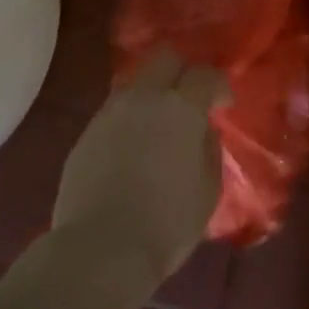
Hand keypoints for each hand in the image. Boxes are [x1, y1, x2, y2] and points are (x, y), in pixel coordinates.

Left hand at [52, 49, 226, 280]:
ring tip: (159, 125)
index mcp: (180, 108)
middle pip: (164, 58)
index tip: (223, 106)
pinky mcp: (85, 135)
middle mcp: (143, 99)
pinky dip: (130, 119)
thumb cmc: (167, 223)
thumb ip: (208, 149)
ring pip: (135, 82)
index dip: (218, 86)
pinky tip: (133, 148)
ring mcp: (109, 114)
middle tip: (190, 99)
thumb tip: (202, 131)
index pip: (204, 74)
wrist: (101, 250)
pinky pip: (114, 111)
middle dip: (182, 71)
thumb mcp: (208, 189)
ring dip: (152, 94)